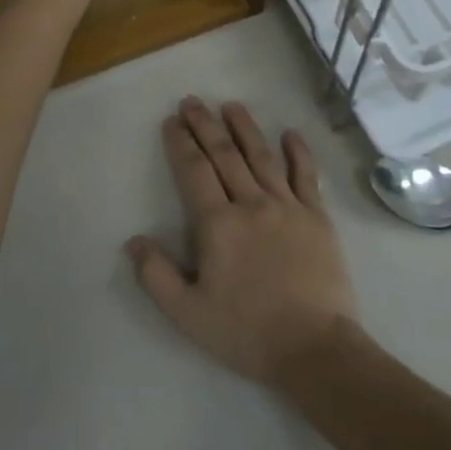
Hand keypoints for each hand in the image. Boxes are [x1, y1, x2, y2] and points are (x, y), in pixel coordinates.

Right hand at [126, 99, 358, 385]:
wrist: (314, 348)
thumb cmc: (247, 332)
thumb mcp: (189, 313)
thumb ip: (157, 275)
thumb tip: (134, 241)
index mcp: (218, 224)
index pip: (194, 171)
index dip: (181, 143)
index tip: (172, 121)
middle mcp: (252, 204)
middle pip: (224, 154)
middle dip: (205, 125)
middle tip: (192, 101)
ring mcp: (288, 206)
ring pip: (262, 156)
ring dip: (245, 128)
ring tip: (231, 105)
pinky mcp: (317, 217)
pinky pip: (306, 176)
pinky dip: (299, 152)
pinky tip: (291, 133)